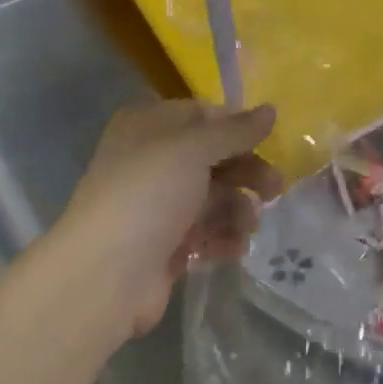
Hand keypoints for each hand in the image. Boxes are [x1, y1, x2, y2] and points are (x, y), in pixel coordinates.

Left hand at [52, 100, 282, 339]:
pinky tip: (233, 249)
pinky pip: (206, 232)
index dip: (236, 128)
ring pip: (215, 198)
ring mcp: (159, 205)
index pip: (203, 115)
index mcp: (149, 126)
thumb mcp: (194, 149)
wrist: (107, 273)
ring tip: (247, 228)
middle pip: (214, 158)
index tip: (266, 143)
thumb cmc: (149, 194)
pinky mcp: (167, 244)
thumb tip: (271, 110)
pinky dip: (223, 238)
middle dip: (247, 173)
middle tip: (275, 190)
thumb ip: (236, 130)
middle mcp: (152, 160)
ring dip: (238, 210)